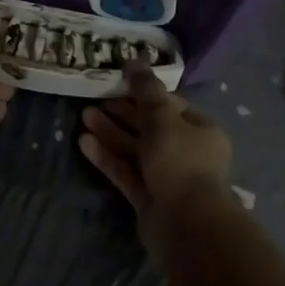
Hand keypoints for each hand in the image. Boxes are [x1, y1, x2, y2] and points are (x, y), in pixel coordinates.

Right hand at [79, 65, 235, 260]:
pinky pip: (126, 171)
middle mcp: (186, 152)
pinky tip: (84, 143)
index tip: (118, 82)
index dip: (143, 92)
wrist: (186, 225)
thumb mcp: (162, 117)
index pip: (170, 104)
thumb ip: (145, 89)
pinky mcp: (148, 199)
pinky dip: (107, 157)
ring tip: (83, 116)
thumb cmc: (180, 161)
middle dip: (122, 113)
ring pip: (135, 149)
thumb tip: (134, 59)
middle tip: (94, 99)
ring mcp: (166, 177)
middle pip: (150, 126)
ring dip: (110, 133)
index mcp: (200, 130)